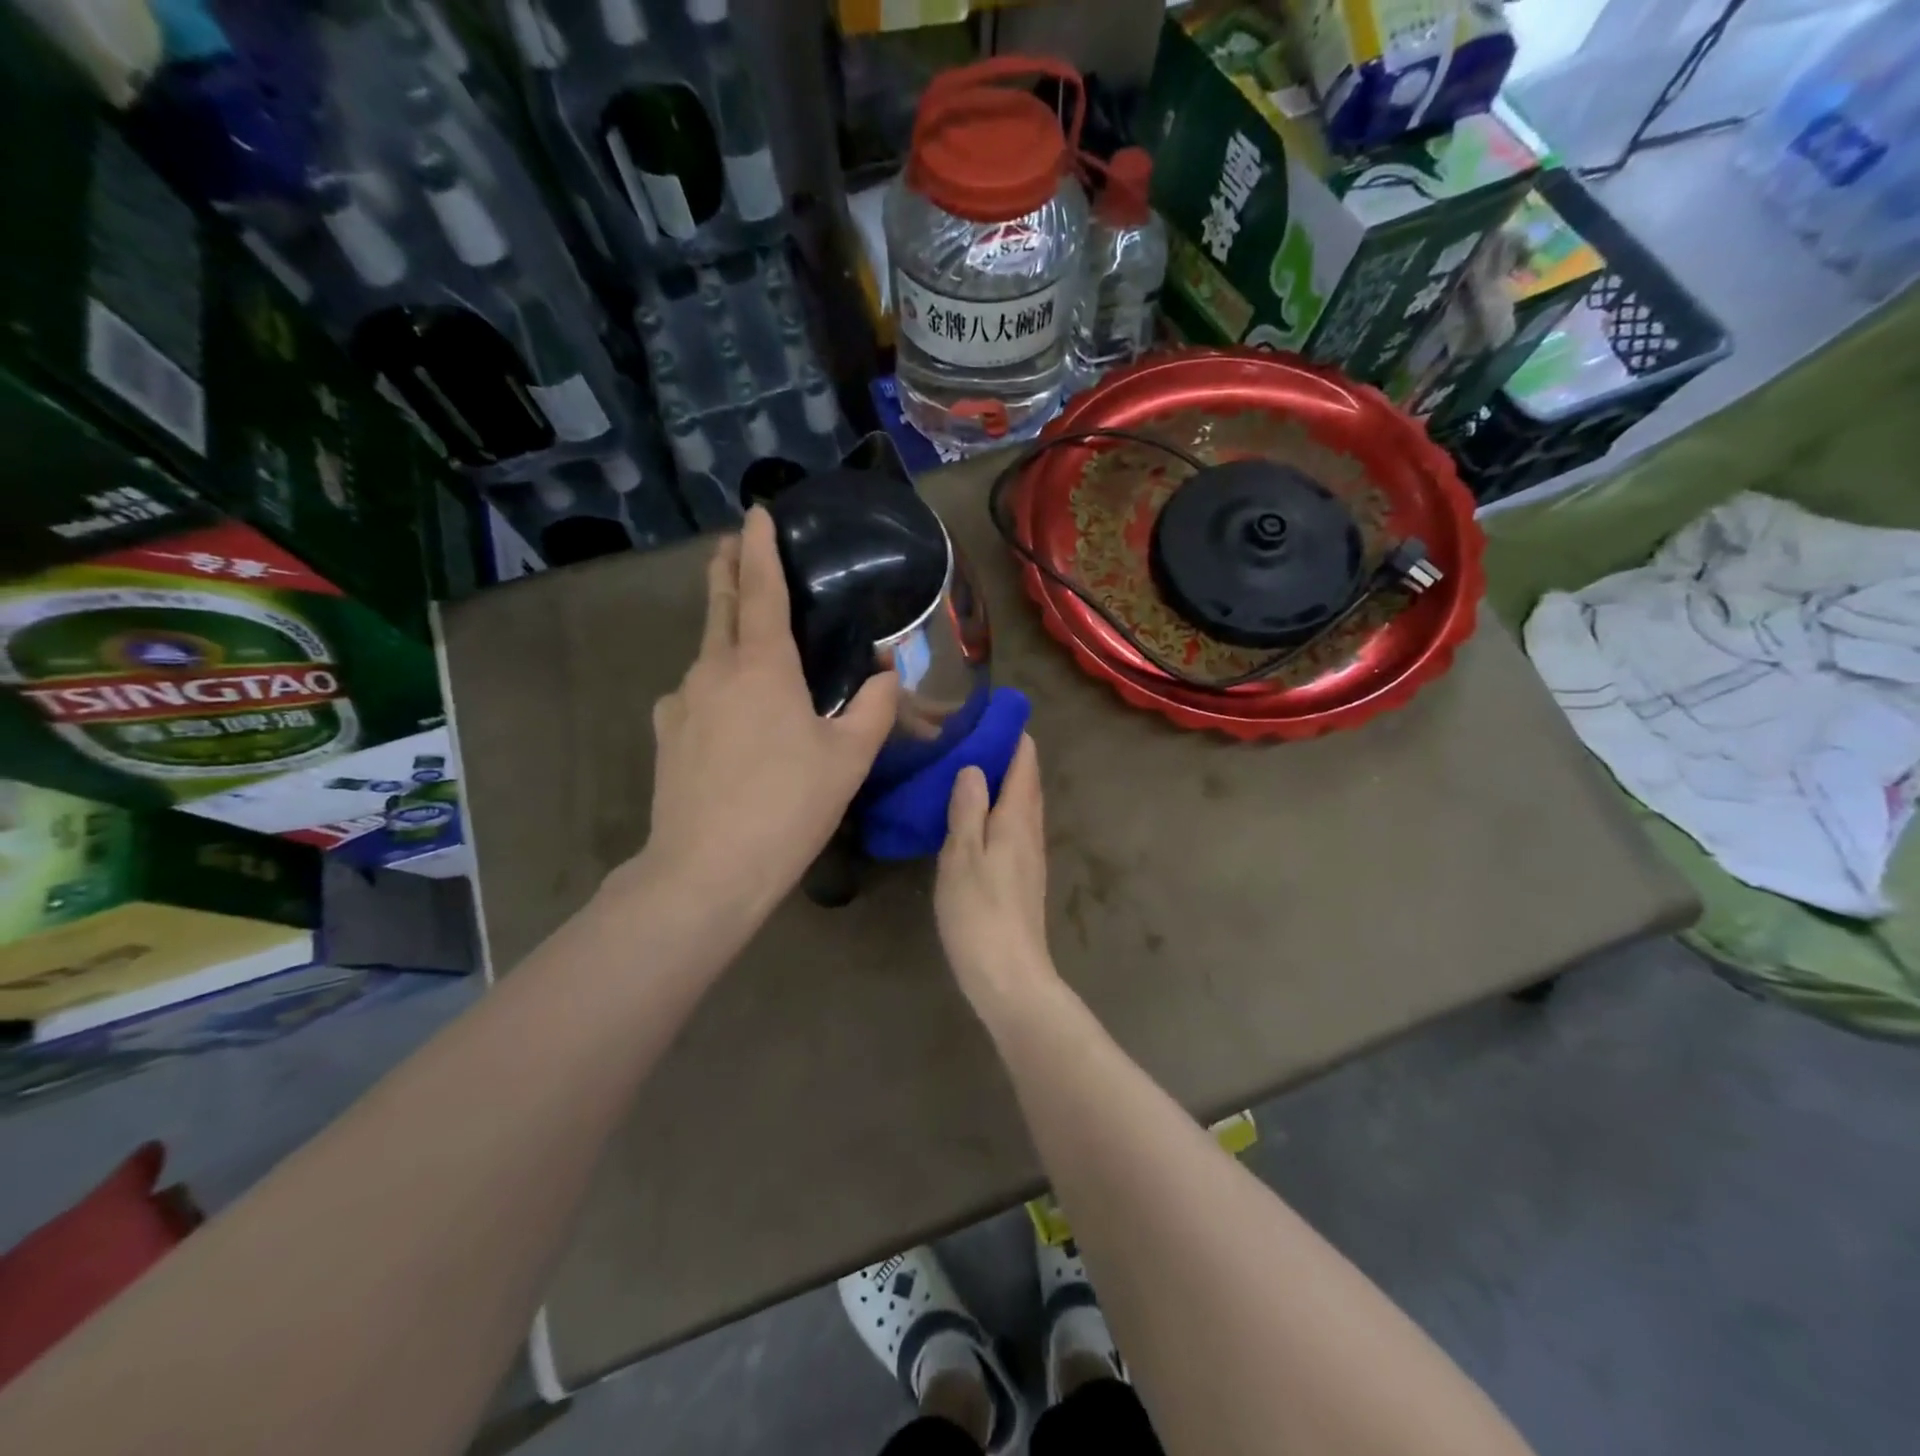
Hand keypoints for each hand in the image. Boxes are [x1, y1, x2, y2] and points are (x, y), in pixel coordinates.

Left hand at [637, 507, 898, 918]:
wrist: (706, 870)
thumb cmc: (788, 806)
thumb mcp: (849, 758)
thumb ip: (873, 707)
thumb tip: (884, 674)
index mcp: (761, 666)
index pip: (761, 589)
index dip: (760, 548)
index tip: (755, 513)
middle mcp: (713, 670)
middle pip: (721, 606)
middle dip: (728, 570)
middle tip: (734, 545)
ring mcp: (681, 701)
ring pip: (708, 652)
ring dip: (726, 633)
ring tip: (749, 641)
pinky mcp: (666, 734)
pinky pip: (695, 693)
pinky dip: (715, 684)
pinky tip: (729, 713)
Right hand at [935, 735, 1059, 1012]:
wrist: (1009, 977)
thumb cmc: (980, 914)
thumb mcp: (961, 857)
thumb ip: (967, 809)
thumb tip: (973, 766)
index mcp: (1016, 820)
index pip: (1024, 763)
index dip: (1012, 735)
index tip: (990, 712)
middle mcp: (1030, 832)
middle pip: (1026, 782)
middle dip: (1008, 754)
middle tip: (972, 734)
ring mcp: (1030, 856)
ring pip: (1021, 805)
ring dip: (1004, 781)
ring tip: (970, 766)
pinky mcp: (1022, 877)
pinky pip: (1014, 826)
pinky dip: (999, 807)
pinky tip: (976, 815)